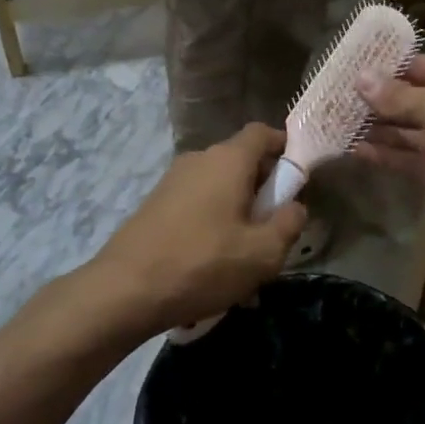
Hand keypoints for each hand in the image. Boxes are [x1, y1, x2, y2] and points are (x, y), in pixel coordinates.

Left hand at [84, 123, 305, 338]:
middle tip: (274, 229)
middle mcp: (199, 160)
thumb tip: (295, 206)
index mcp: (228, 160)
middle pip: (241, 162)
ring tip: (245, 258)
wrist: (125, 290)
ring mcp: (173, 181)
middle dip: (263, 191)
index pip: (262, 133)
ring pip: (219, 188)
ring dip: (238, 213)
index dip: (285, 148)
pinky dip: (212, 225)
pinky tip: (213, 267)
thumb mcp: (263, 253)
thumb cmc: (203, 264)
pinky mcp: (156, 204)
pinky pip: (197, 205)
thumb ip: (289, 223)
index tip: (299, 177)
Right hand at [355, 56, 424, 255]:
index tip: (357, 65)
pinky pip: (413, 161)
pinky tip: (356, 150)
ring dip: (379, 129)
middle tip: (339, 96)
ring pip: (412, 133)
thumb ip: (400, 96)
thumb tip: (361, 79)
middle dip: (382, 100)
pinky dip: (387, 156)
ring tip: (340, 121)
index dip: (395, 66)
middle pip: (419, 100)